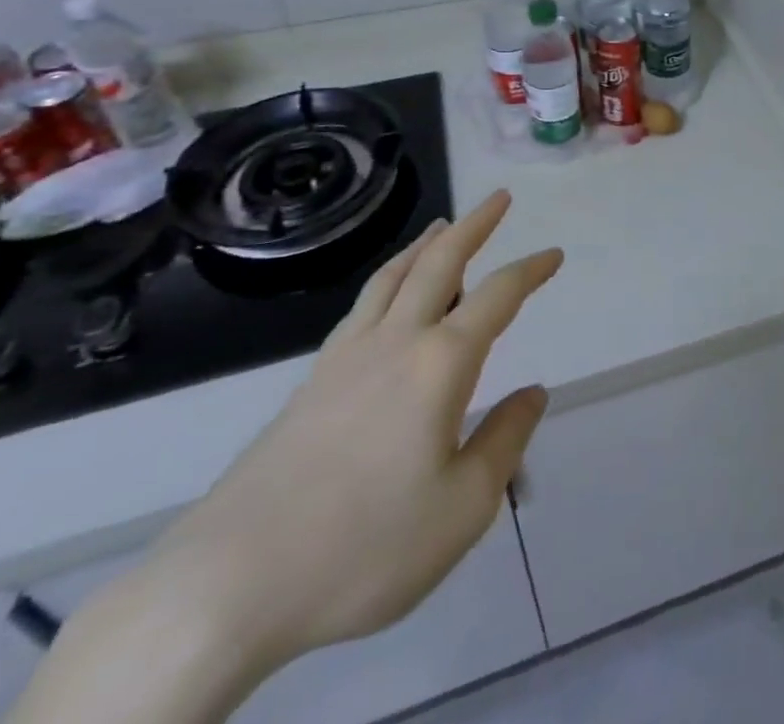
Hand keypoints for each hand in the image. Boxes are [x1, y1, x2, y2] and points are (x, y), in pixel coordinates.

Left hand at [152, 190, 560, 662]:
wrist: (229, 584)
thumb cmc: (364, 547)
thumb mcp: (463, 507)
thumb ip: (505, 440)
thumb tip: (533, 392)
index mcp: (440, 364)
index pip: (498, 296)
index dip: (531, 270)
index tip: (555, 255)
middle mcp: (395, 342)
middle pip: (439, 263)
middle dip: (474, 225)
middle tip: (497, 198)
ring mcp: (346, 358)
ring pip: (392, 277)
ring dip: (425, 245)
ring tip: (442, 226)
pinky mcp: (310, 383)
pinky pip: (361, 307)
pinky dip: (386, 280)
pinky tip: (386, 296)